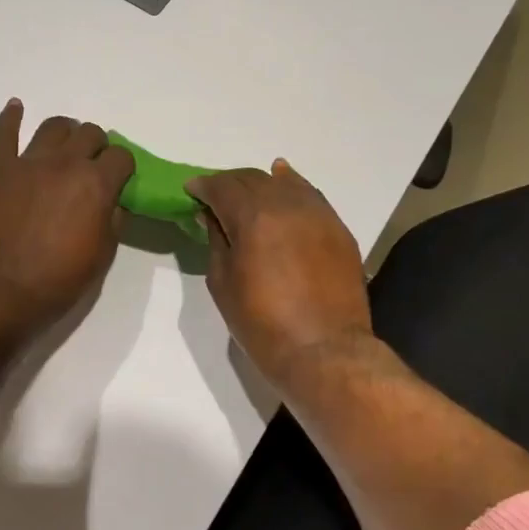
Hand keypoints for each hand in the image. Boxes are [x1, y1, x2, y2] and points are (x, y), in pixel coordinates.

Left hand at [0, 100, 134, 332]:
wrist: (4, 291)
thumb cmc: (60, 280)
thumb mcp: (103, 254)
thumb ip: (113, 219)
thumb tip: (114, 201)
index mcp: (96, 184)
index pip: (120, 156)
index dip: (122, 167)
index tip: (118, 180)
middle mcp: (65, 163)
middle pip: (89, 134)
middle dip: (97, 147)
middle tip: (91, 166)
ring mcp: (28, 162)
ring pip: (53, 127)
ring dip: (65, 132)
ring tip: (64, 146)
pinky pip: (4, 133)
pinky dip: (11, 118)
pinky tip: (16, 108)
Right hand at [185, 160, 374, 393]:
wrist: (323, 350)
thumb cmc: (262, 324)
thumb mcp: (223, 284)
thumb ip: (216, 241)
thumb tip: (212, 215)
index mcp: (253, 218)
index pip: (222, 187)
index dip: (203, 186)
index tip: (191, 191)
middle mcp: (286, 205)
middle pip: (252, 179)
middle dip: (229, 183)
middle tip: (214, 196)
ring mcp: (317, 214)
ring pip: (284, 183)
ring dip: (260, 183)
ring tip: (246, 190)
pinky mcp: (337, 228)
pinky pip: (310, 195)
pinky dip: (292, 186)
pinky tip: (284, 180)